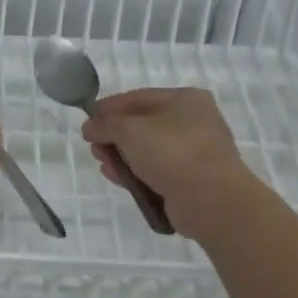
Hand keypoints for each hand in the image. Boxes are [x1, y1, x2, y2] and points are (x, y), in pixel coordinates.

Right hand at [81, 88, 255, 235]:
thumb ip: (105, 124)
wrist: (211, 200)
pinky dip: (135, 172)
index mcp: (185, 99)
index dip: (108, 107)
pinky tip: (116, 177)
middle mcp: (193, 122)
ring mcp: (195, 152)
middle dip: (114, 134)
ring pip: (148, 149)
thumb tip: (90, 128)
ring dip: (122, 155)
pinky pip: (156, 171)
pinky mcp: (191, 180)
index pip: (137, 97)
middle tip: (93, 145)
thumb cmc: (171, 152)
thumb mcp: (129, 130)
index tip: (86, 120)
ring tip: (102, 163)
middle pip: (142, 124)